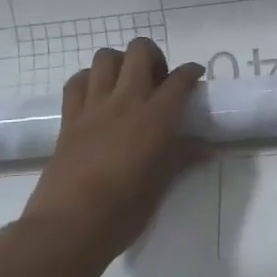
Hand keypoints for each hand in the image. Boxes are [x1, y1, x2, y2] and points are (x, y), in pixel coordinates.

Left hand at [19, 38, 207, 263]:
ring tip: (128, 84)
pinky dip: (89, 79)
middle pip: (140, 51)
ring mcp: (93, 106)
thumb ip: (183, 157)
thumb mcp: (162, 184)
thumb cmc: (125, 209)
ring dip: (121, 63)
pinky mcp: (68, 118)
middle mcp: (126, 101)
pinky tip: (98, 96)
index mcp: (156, 117)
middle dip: (154, 57)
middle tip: (159, 80)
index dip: (191, 72)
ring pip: (105, 57)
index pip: (180, 79)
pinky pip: (77, 81)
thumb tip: (208, 149)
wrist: (70, 225)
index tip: (195, 77)